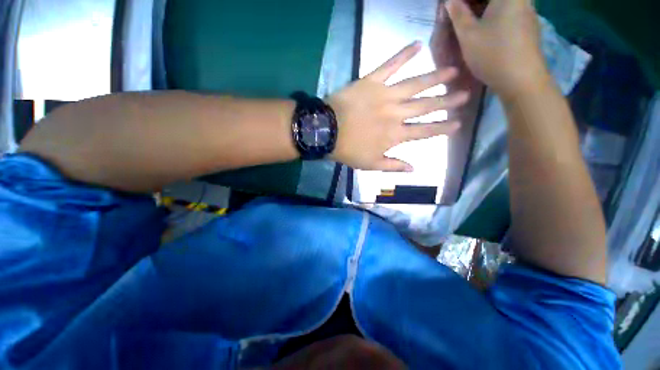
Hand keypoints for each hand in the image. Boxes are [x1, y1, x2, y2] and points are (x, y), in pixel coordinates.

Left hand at [328, 42, 468, 171]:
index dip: (442, 127)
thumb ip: (393, 165)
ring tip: (453, 71)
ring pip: (415, 85)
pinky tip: (417, 45)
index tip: (458, 123)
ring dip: (435, 78)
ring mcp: (385, 95)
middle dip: (446, 101)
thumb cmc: (348, 150)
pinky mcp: (372, 81)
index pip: (424, 131)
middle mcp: (396, 113)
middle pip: (425, 107)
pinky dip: (403, 54)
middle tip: (465, 94)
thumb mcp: (370, 164)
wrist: (326, 131)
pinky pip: (389, 65)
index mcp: (395, 135)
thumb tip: (414, 168)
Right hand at [445, 0, 549, 96]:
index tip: (454, 6)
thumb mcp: (468, 35)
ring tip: (469, 20)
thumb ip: (458, 14)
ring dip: (484, 8)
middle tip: (459, 12)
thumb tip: (449, 0)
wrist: (521, 79)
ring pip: (502, 3)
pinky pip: (509, 11)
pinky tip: (486, 28)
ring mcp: (528, 11)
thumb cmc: (493, 54)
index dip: (464, 0)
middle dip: (474, 3)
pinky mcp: (528, 25)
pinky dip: (495, 15)